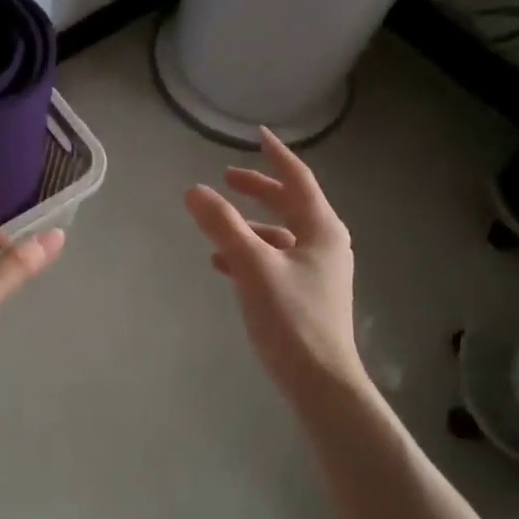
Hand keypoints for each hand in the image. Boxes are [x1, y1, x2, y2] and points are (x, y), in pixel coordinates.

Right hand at [184, 128, 369, 404]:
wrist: (320, 382)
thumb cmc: (290, 317)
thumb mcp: (251, 264)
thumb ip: (222, 225)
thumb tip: (194, 190)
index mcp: (321, 229)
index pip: (298, 179)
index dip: (276, 156)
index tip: (257, 135)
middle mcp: (325, 245)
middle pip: (290, 205)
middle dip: (258, 190)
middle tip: (226, 178)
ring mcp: (317, 272)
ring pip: (279, 236)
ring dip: (249, 226)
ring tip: (215, 227)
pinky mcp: (306, 296)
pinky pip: (274, 261)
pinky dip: (250, 255)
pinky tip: (223, 265)